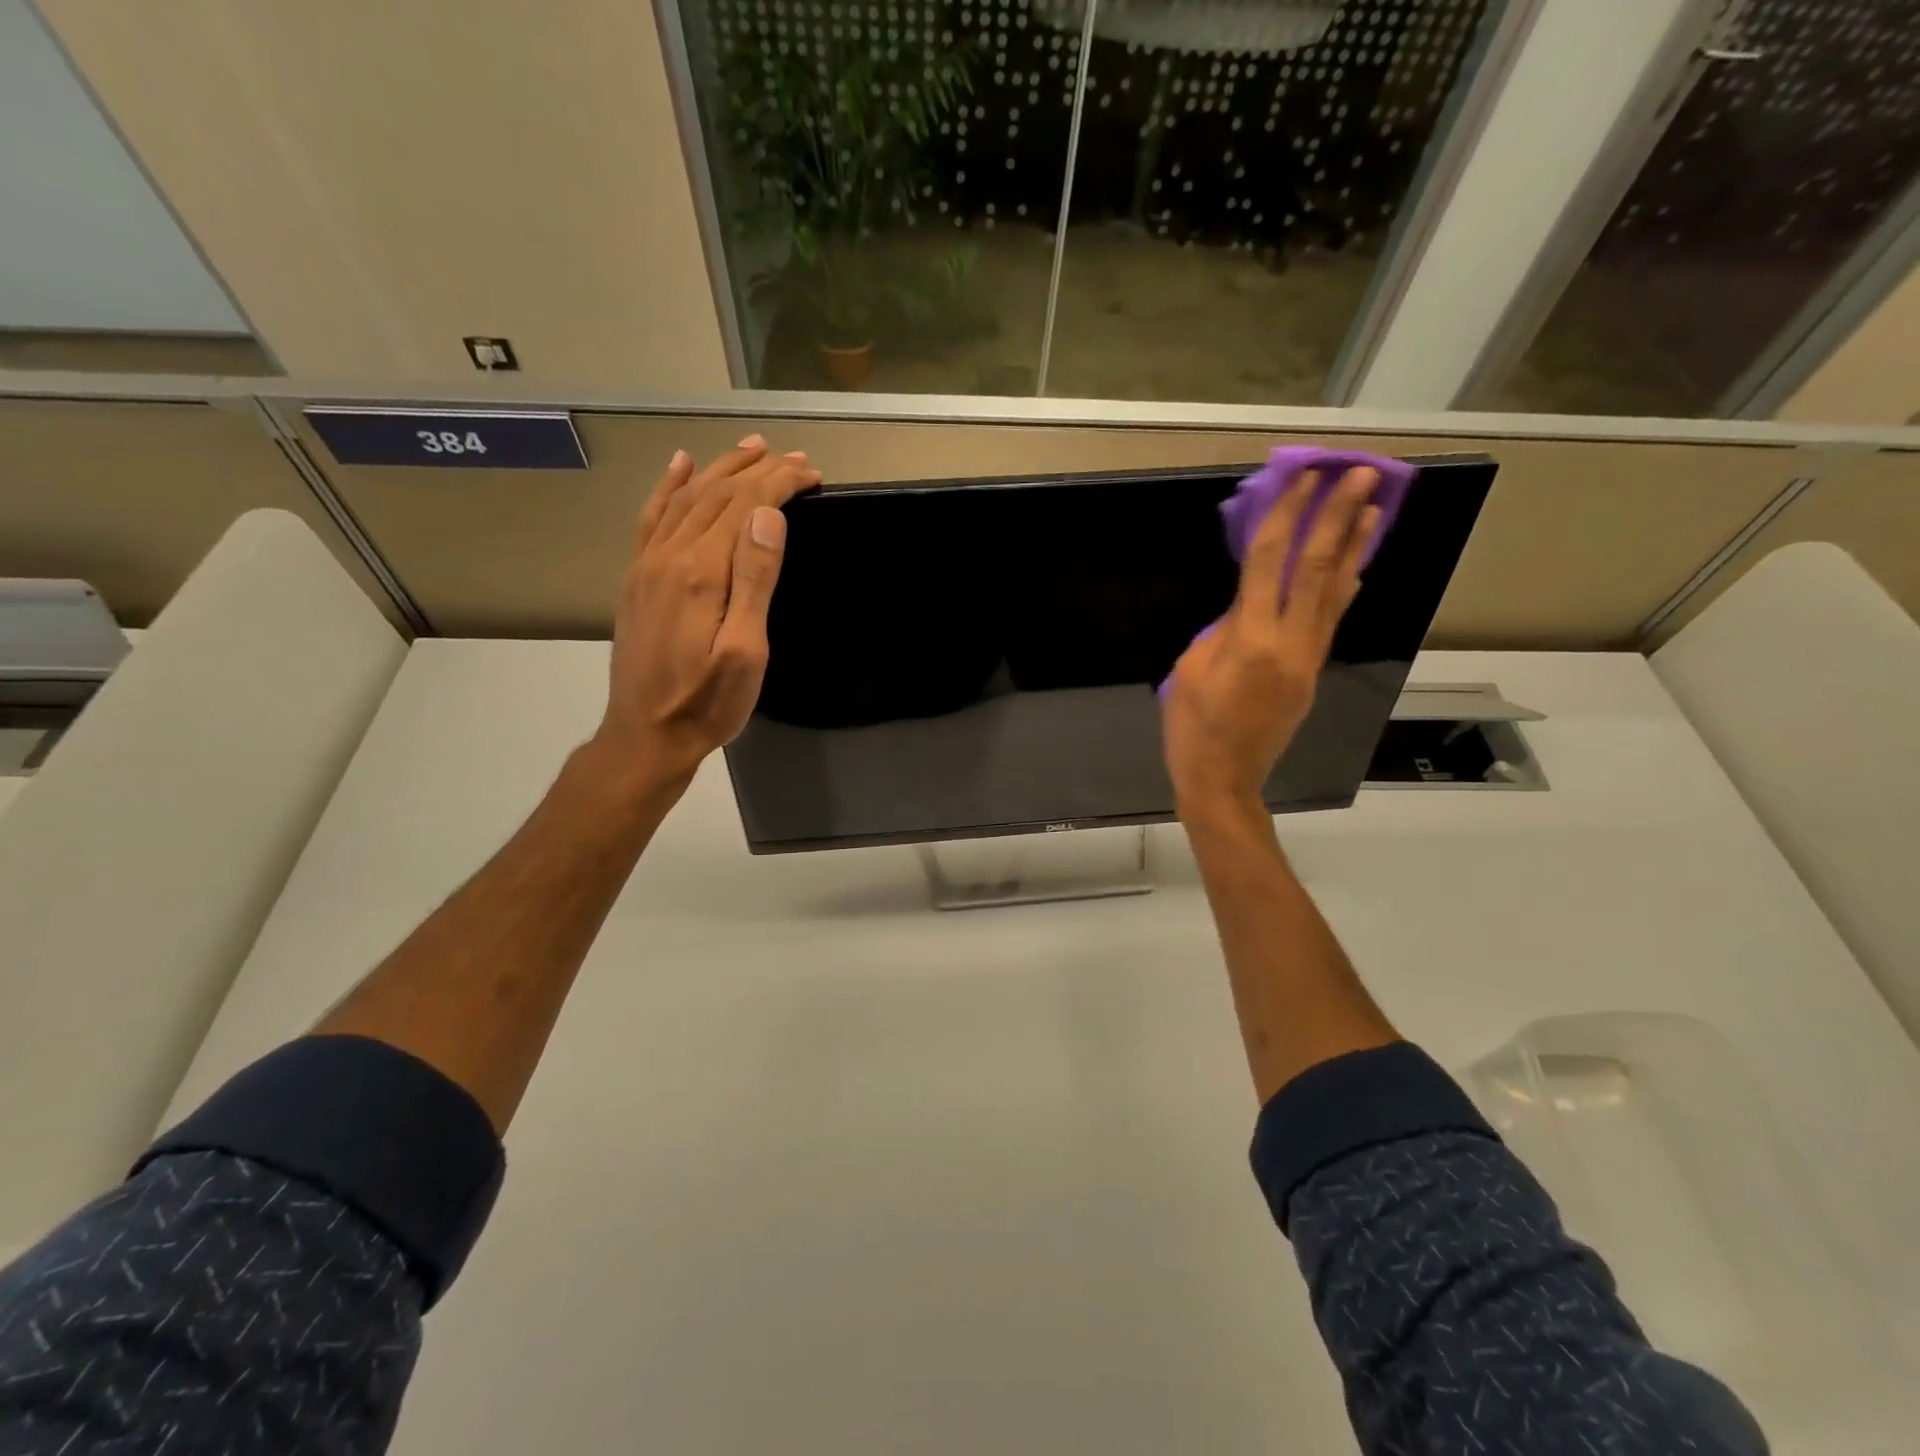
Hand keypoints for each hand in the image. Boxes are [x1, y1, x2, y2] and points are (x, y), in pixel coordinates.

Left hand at [593, 436, 820, 791]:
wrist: (646, 735)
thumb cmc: (707, 702)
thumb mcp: (746, 652)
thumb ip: (755, 580)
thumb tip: (767, 516)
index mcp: (701, 572)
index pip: (745, 506)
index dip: (779, 483)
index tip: (812, 472)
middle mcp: (669, 556)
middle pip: (716, 495)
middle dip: (758, 471)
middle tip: (794, 458)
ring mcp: (647, 565)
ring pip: (685, 498)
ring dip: (719, 469)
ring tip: (749, 449)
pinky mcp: (636, 578)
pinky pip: (652, 517)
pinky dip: (668, 486)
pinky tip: (679, 466)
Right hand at [1163, 467, 1379, 817]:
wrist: (1223, 778)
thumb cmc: (1192, 726)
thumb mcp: (1191, 669)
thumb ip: (1222, 629)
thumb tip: (1248, 604)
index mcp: (1250, 640)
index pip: (1272, 563)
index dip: (1287, 516)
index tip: (1303, 478)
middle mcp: (1290, 642)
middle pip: (1319, 569)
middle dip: (1339, 518)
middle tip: (1360, 474)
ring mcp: (1308, 658)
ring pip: (1337, 592)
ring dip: (1356, 547)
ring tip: (1375, 505)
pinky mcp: (1312, 672)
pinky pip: (1332, 619)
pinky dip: (1345, 586)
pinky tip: (1355, 564)